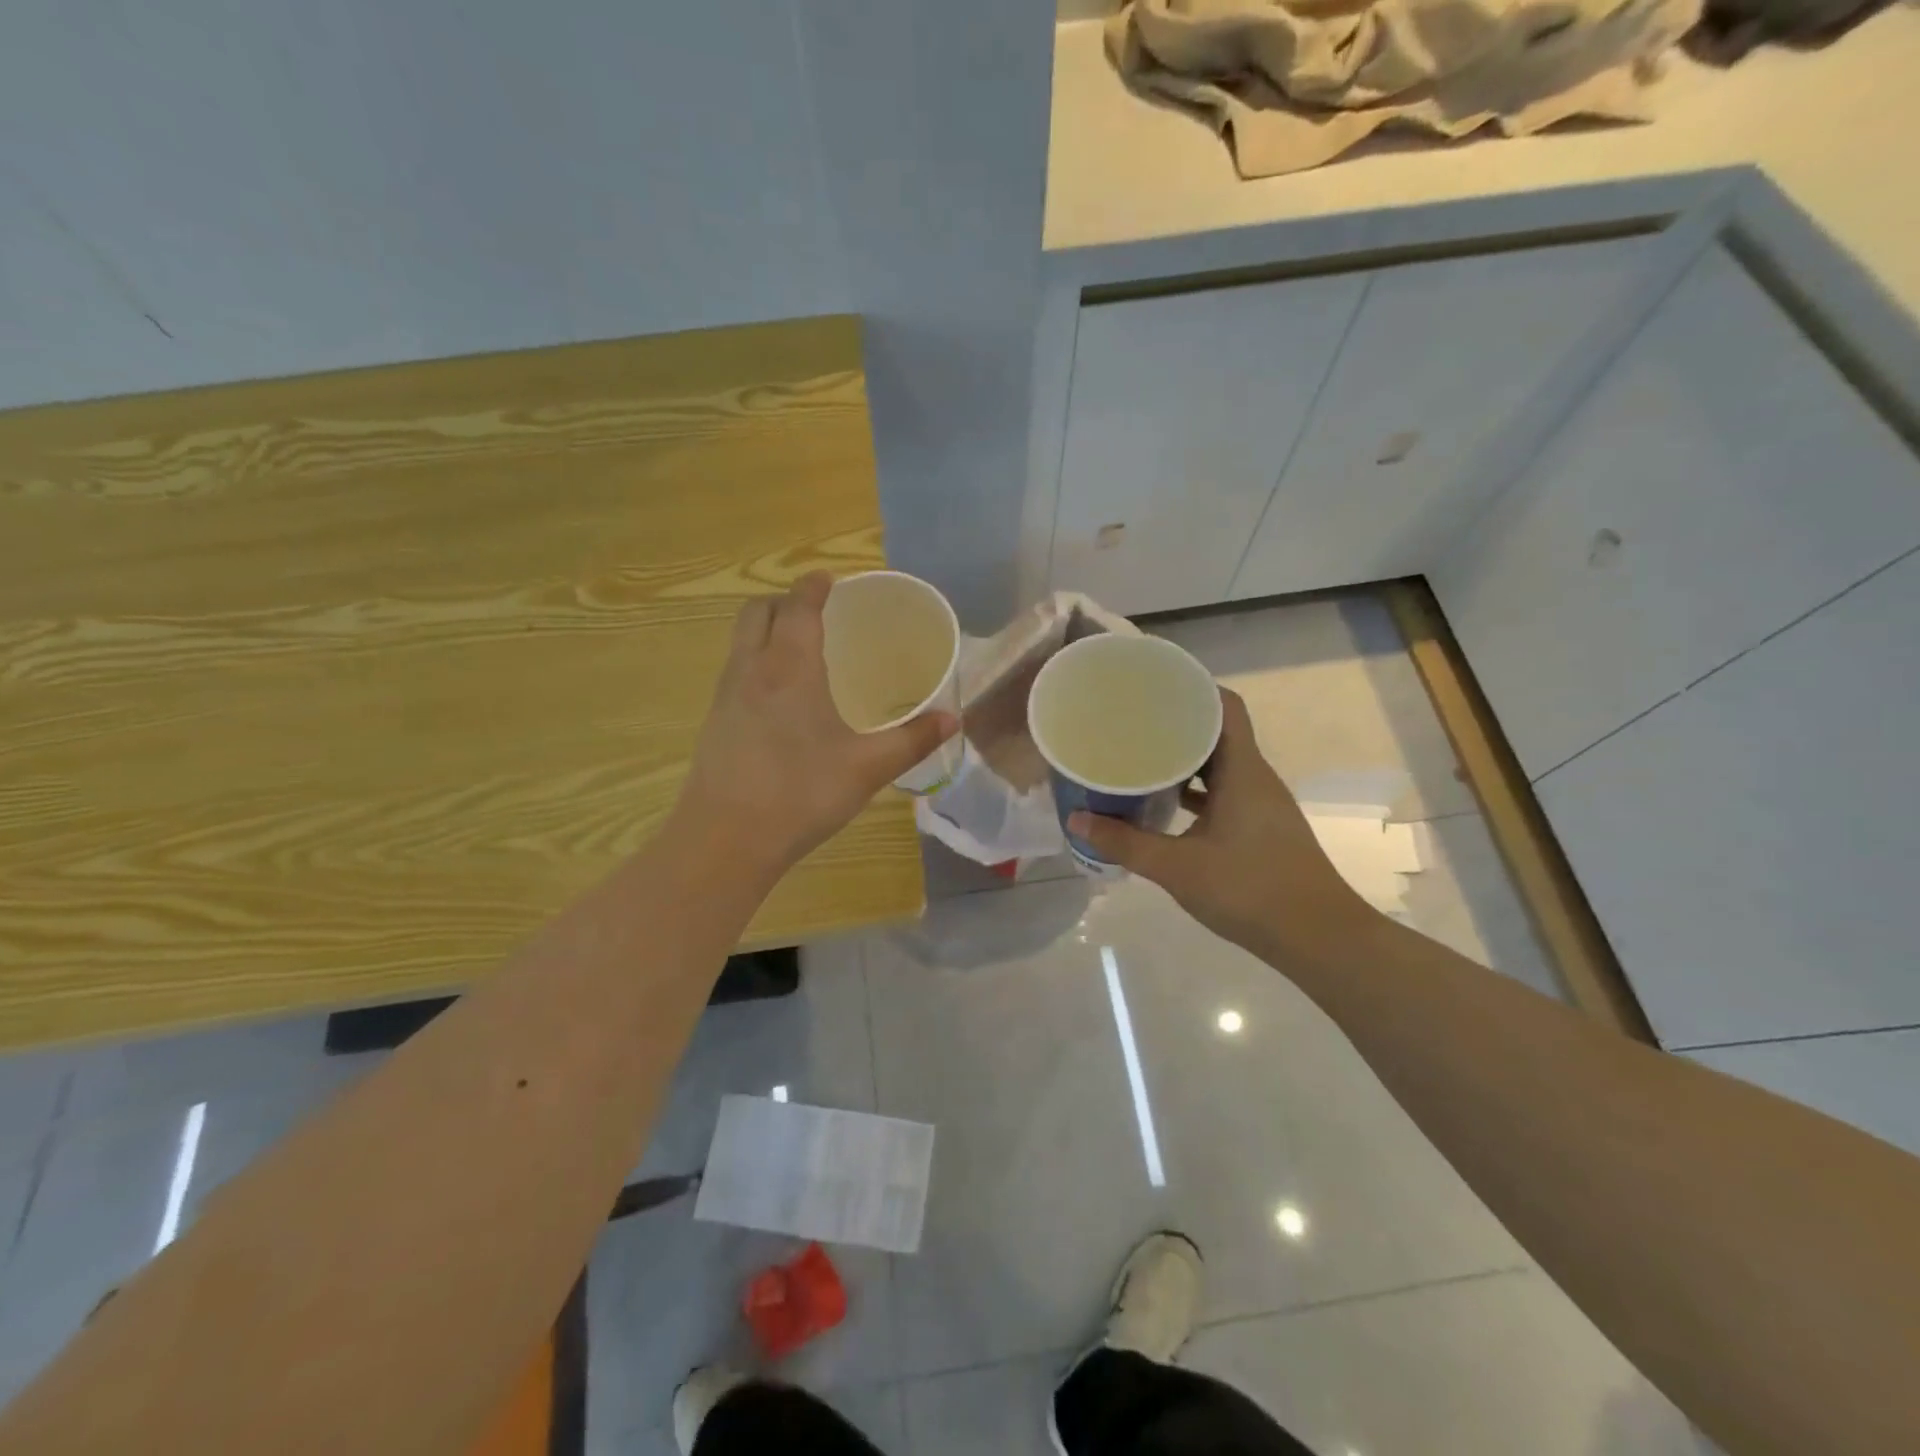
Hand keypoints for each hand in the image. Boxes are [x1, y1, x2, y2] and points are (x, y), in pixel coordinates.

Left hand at [674, 571, 957, 876]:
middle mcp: (752, 670)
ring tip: (800, 649)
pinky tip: (780, 699)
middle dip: (784, 600)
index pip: (797, 606)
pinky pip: (735, 671)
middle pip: (757, 612)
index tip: (830, 580)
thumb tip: (953, 719)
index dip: (813, 586)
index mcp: (790, 667)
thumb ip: (912, 740)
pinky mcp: (714, 723)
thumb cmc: (800, 794)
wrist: (725, 840)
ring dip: (766, 630)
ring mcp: (725, 696)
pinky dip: (756, 662)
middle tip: (816, 612)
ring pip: (741, 641)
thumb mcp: (867, 768)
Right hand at [1069, 688, 1375, 960]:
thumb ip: (1125, 843)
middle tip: (1132, 722)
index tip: (1153, 685)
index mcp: (1243, 771)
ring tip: (1141, 756)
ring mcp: (1260, 804)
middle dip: (1176, 723)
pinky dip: (1195, 792)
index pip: (1225, 706)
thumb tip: (1076, 821)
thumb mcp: (1178, 867)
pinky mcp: (1260, 829)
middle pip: (1218, 732)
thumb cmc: (1250, 890)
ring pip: (1220, 766)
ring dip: (1184, 760)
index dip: (1193, 688)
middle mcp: (1255, 778)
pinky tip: (1164, 805)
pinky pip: (1224, 794)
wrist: (1319, 939)